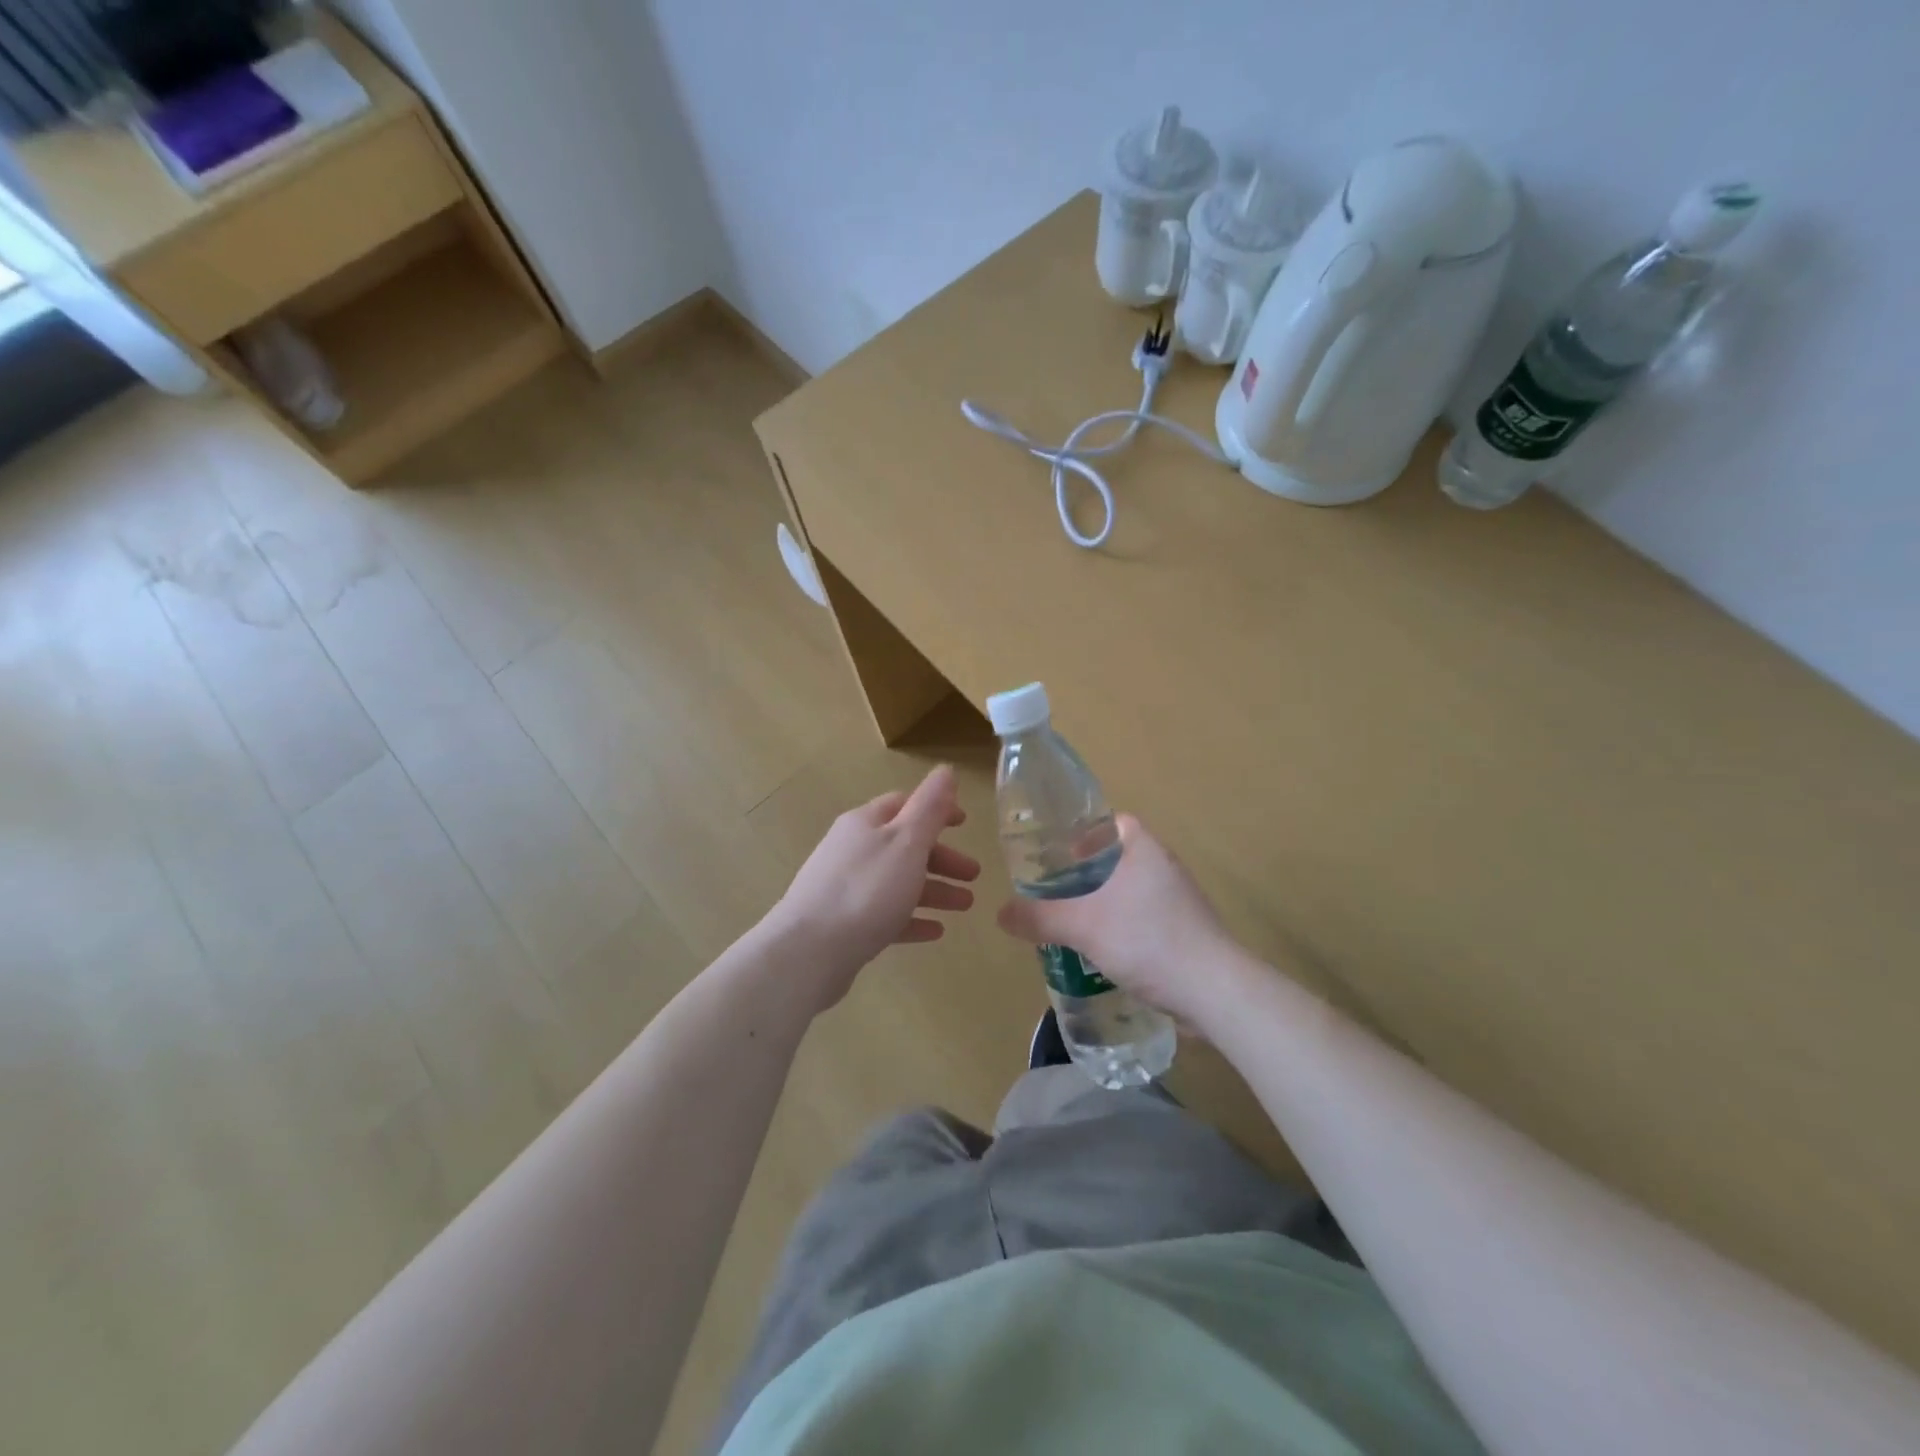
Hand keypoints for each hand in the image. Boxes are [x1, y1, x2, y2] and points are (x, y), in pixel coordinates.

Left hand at [769, 765, 980, 1004]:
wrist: (809, 952)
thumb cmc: (867, 889)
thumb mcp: (907, 841)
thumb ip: (930, 807)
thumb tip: (946, 770)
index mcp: (866, 823)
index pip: (905, 804)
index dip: (937, 810)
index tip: (966, 824)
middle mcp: (853, 849)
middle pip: (904, 846)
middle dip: (942, 858)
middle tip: (975, 875)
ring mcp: (845, 887)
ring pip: (898, 881)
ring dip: (934, 889)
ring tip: (966, 906)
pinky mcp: (844, 924)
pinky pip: (886, 915)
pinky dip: (912, 918)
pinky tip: (935, 931)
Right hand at [996, 816, 1237, 1027]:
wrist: (1213, 991)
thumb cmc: (1146, 939)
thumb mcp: (1082, 925)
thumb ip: (1039, 917)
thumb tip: (1001, 913)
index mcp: (1144, 849)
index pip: (1114, 822)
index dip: (1085, 832)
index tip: (1059, 852)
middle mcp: (1164, 868)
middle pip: (1118, 859)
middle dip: (1086, 874)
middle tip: (1054, 891)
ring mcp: (1179, 902)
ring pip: (1130, 892)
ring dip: (1103, 905)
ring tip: (1071, 923)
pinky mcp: (1186, 934)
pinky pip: (1144, 921)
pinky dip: (1121, 930)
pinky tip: (1100, 953)